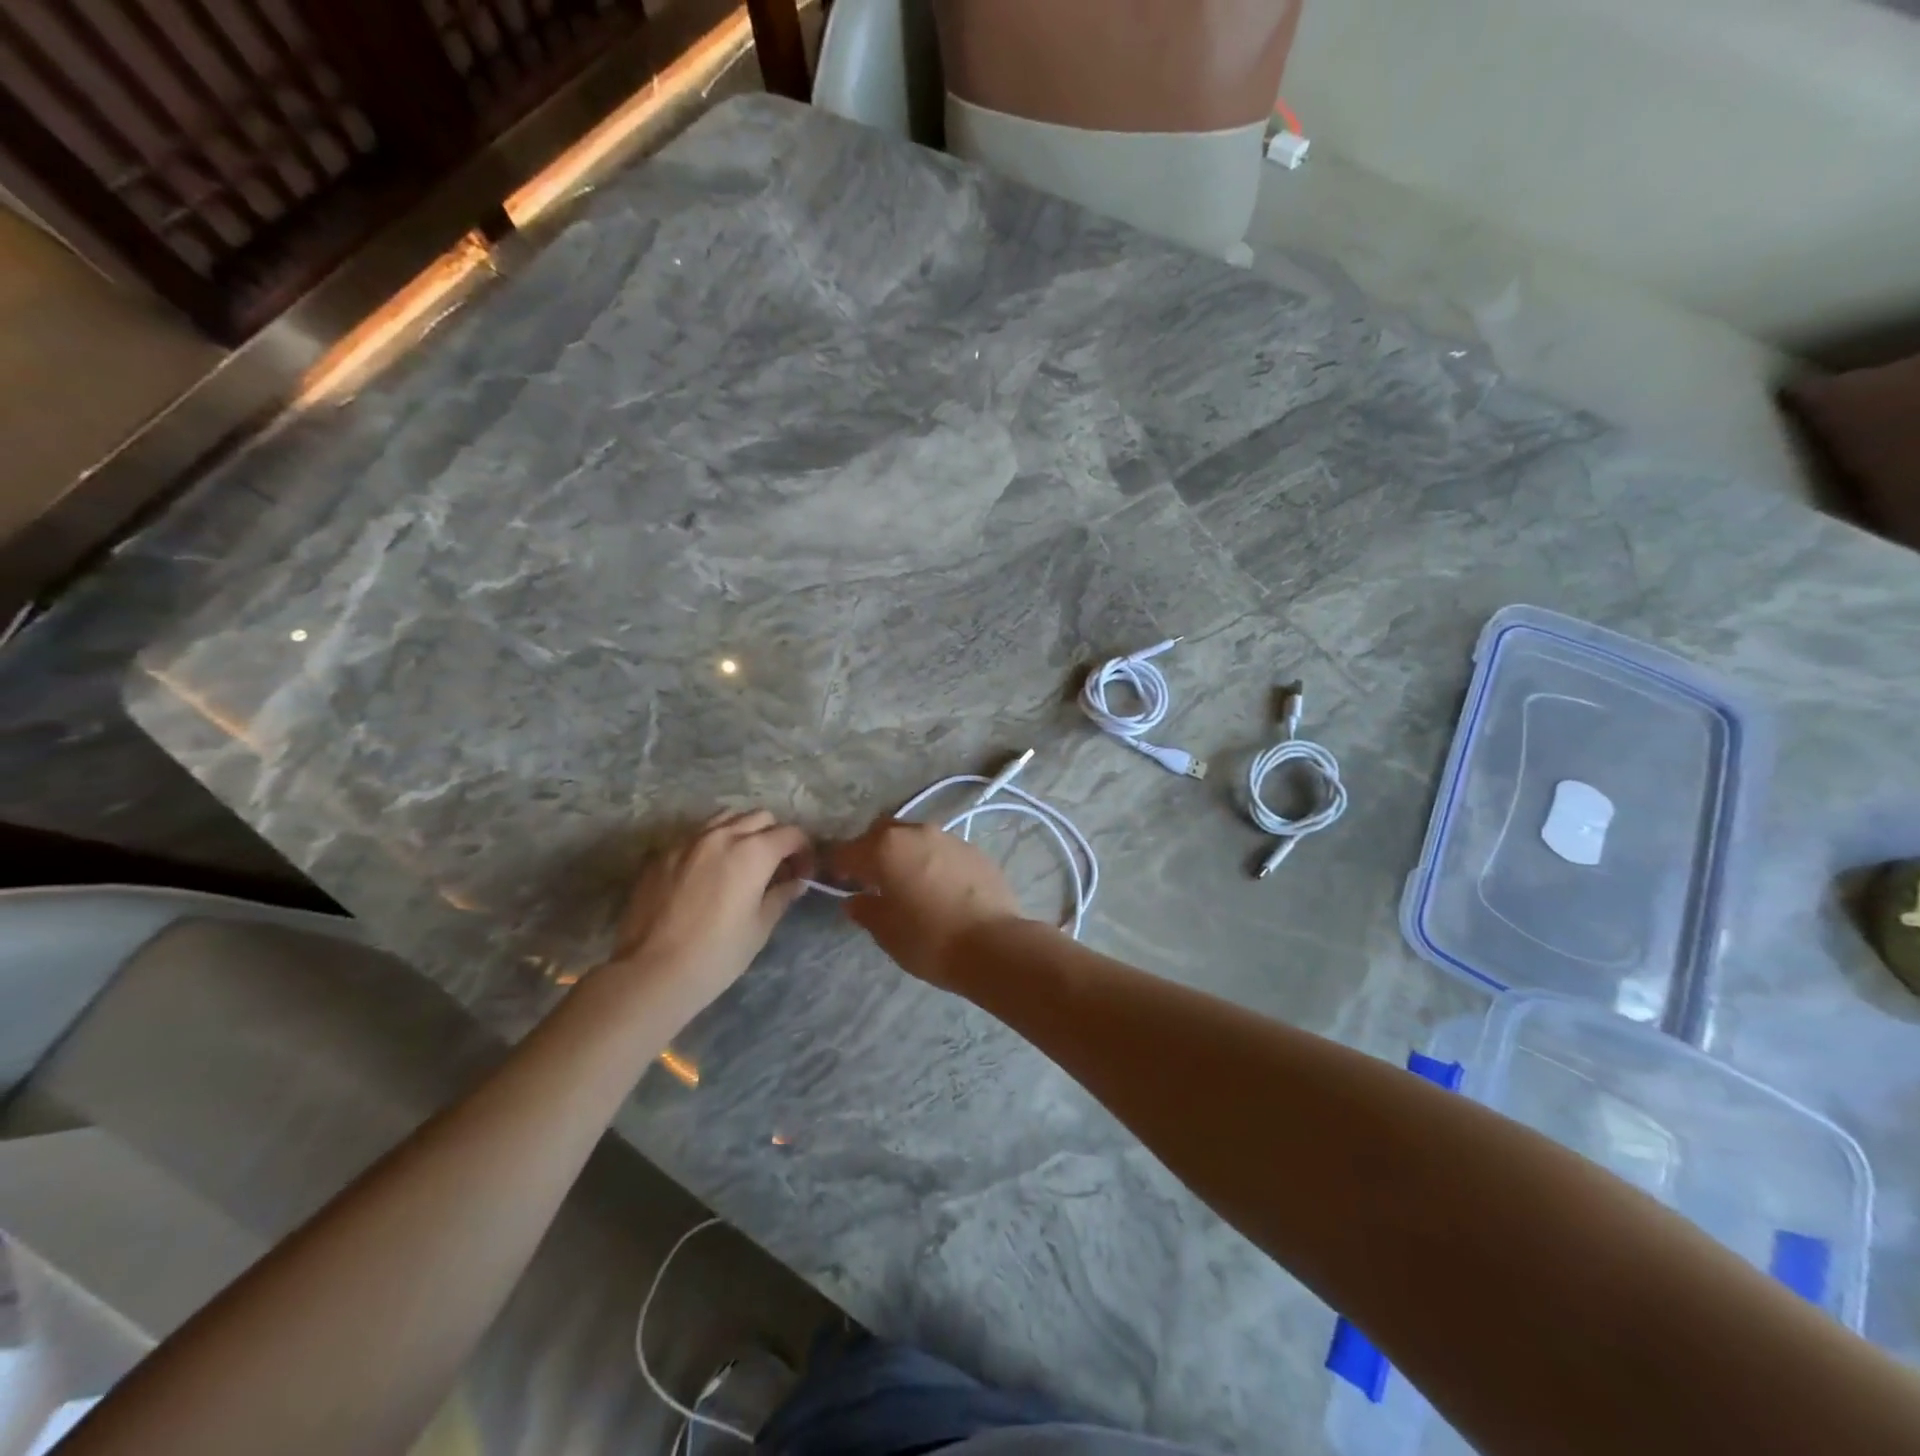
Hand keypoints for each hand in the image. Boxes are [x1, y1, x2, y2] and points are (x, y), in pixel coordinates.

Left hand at [605, 810, 809, 1014]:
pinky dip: (709, 845)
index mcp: (753, 852)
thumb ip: (781, 896)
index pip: (791, 834)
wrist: (652, 972)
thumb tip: (795, 882)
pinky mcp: (660, 854)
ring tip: (740, 862)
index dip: (804, 851)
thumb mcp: (760, 927)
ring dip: (741, 832)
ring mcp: (687, 841)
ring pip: (725, 818)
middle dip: (774, 836)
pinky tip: (705, 874)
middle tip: (774, 867)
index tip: (802, 873)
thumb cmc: (717, 954)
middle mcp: (722, 835)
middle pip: (760, 817)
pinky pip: (693, 836)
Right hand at [829, 818, 1025, 988]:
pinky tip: (938, 887)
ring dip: (905, 854)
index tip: (836, 880)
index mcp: (886, 848)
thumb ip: (865, 910)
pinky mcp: (975, 850)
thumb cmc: (929, 940)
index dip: (838, 865)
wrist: (993, 945)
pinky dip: (932, 862)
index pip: (848, 850)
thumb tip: (855, 899)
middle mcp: (917, 832)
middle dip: (872, 851)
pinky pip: (942, 850)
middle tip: (871, 879)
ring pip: (916, 837)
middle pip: (883, 833)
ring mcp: (950, 838)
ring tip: (907, 883)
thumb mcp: (887, 932)